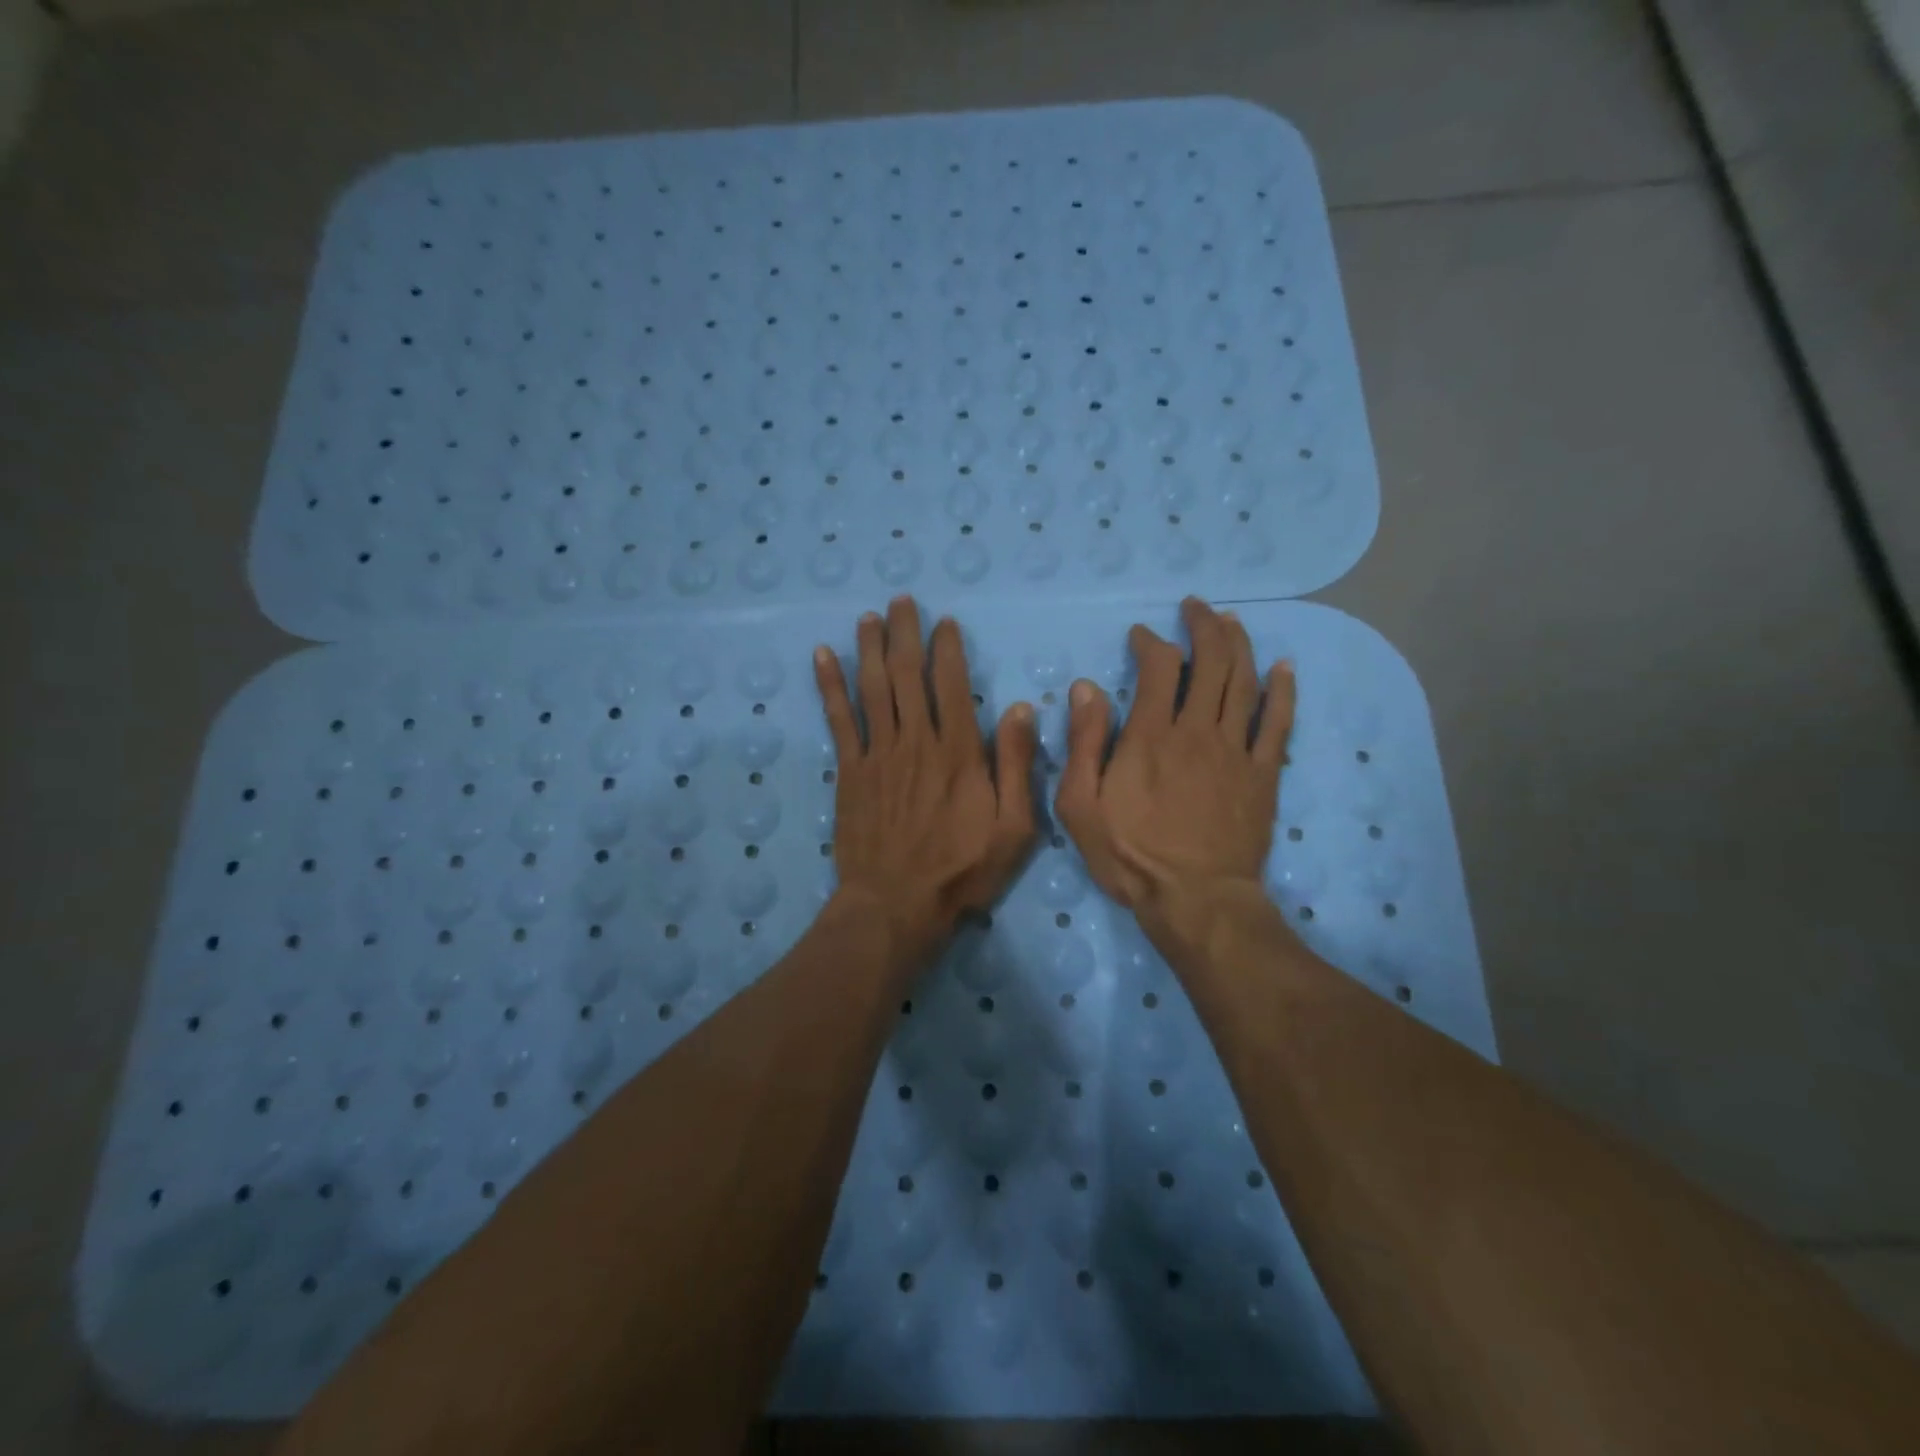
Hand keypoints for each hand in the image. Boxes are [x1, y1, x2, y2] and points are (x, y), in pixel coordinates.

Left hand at [815, 597, 1038, 963]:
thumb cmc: (962, 869)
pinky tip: (823, 655)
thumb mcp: (1013, 827)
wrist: (896, 904)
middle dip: (905, 633)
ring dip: (870, 648)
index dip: (948, 649)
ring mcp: (879, 753)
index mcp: (959, 751)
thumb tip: (1022, 709)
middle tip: (901, 601)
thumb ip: (1018, 766)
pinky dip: (830, 685)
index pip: (952, 684)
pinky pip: (838, 718)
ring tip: (869, 617)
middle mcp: (916, 740)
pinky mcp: (850, 771)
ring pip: (873, 687)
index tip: (945, 622)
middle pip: (908, 674)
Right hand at [1057, 597, 1295, 932]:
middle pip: (1210, 661)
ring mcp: (1236, 750)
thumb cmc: (1130, 855)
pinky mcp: (1263, 774)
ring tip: (1231, 621)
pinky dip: (1283, 690)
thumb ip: (1084, 743)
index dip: (1151, 642)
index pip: (1158, 667)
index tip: (1141, 635)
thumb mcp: (1081, 805)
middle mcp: (1198, 730)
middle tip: (1195, 608)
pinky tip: (1283, 667)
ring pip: (1244, 682)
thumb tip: (1086, 688)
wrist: (1195, 900)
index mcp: (1151, 735)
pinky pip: (1278, 723)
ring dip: (1239, 644)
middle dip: (1203, 626)